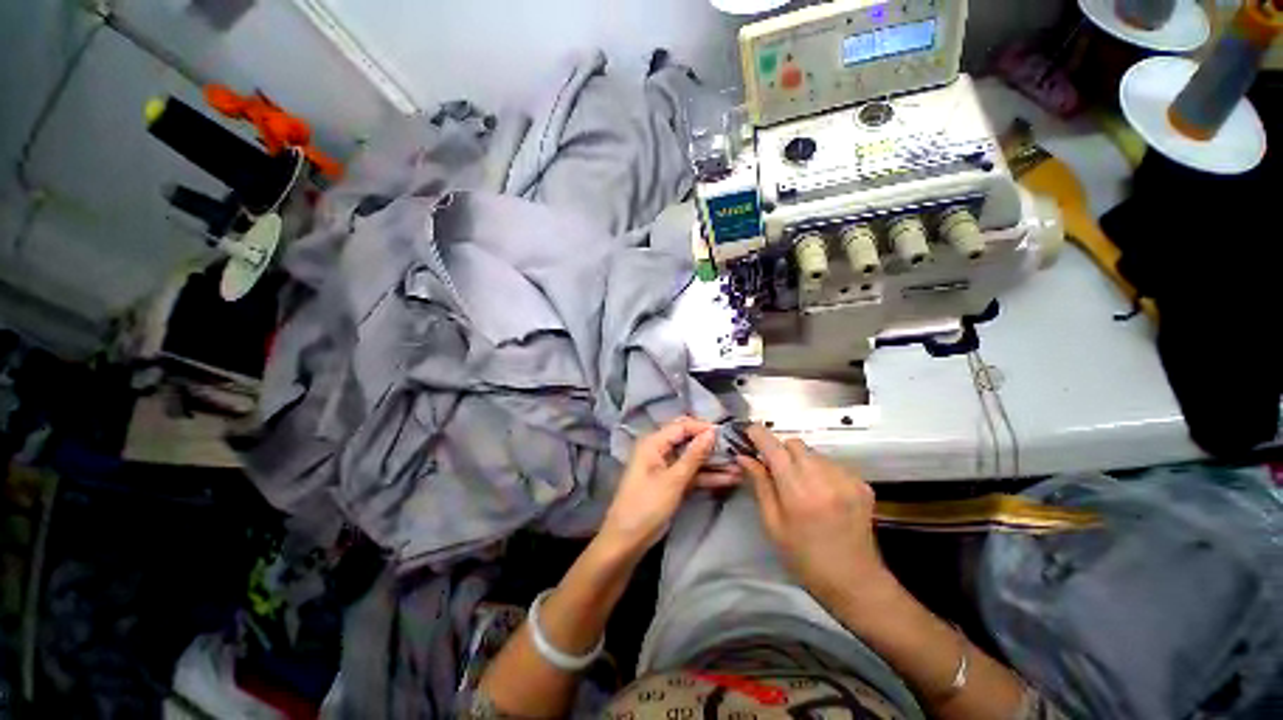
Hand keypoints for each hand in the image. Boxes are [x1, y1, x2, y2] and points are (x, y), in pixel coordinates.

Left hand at [600, 417, 740, 554]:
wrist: (627, 540)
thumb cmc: (647, 505)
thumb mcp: (674, 480)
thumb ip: (694, 455)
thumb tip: (712, 432)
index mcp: (653, 443)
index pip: (682, 426)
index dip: (703, 428)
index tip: (727, 433)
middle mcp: (659, 450)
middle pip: (688, 440)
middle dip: (711, 445)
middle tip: (736, 448)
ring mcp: (666, 467)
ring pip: (693, 459)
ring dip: (713, 463)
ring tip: (739, 466)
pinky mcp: (672, 482)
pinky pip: (691, 474)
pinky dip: (707, 476)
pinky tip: (729, 479)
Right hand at [737, 425, 892, 610]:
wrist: (855, 582)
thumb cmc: (804, 557)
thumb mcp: (773, 524)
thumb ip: (759, 485)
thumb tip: (743, 456)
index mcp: (798, 492)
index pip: (774, 447)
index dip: (759, 434)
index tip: (748, 432)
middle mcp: (824, 478)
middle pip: (795, 443)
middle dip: (780, 450)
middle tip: (775, 470)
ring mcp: (847, 479)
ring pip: (814, 452)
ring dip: (801, 460)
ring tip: (801, 485)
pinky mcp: (862, 484)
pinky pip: (832, 463)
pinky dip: (821, 470)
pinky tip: (822, 492)